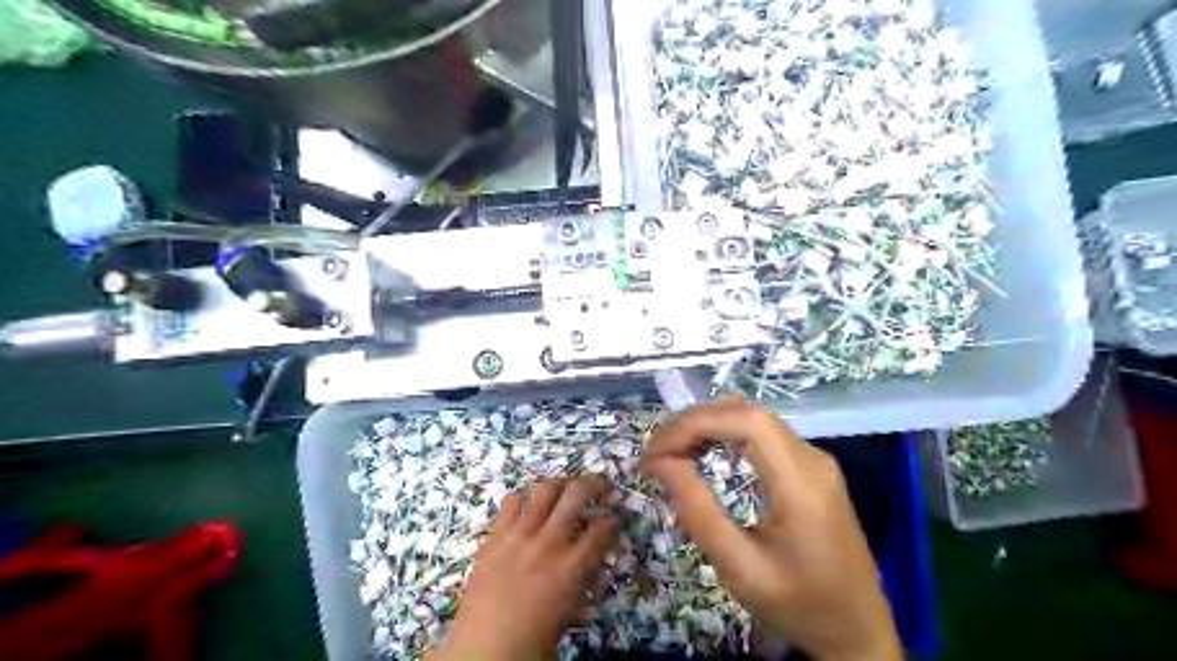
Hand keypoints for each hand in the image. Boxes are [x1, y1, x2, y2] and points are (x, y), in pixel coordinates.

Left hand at [428, 478, 619, 658]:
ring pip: (544, 489)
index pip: (602, 530)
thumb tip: (594, 567)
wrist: (482, 651)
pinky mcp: (495, 537)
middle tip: (600, 484)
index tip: (611, 522)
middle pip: (577, 494)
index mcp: (571, 568)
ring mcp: (519, 536)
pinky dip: (523, 499)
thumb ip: (584, 585)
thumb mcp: (570, 615)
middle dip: (595, 484)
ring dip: (560, 483)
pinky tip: (527, 506)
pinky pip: (510, 503)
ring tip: (565, 486)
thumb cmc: (532, 642)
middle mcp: (548, 543)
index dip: (611, 522)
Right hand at [642, 399, 902, 660]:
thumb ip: (698, 513)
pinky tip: (703, 453)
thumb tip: (660, 463)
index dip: (695, 423)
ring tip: (672, 452)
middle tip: (655, 453)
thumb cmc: (800, 607)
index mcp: (802, 484)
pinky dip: (724, 435)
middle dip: (694, 423)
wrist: (859, 631)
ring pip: (753, 418)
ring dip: (707, 426)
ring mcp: (815, 460)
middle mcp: (812, 458)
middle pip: (747, 412)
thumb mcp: (740, 569)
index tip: (656, 452)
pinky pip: (762, 434)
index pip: (746, 421)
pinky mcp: (810, 468)